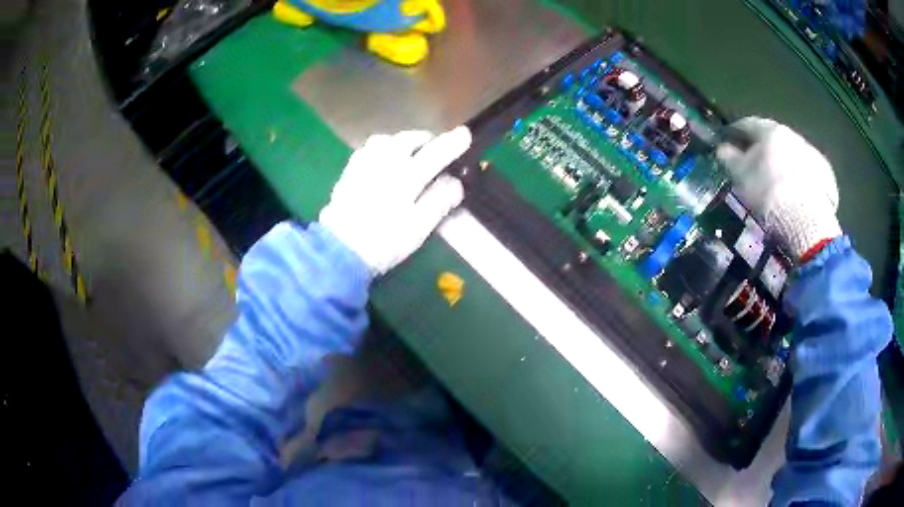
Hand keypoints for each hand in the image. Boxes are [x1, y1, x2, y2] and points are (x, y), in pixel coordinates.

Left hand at [319, 127, 471, 274]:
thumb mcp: (419, 227)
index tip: (465, 135)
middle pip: (410, 138)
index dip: (453, 143)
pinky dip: (383, 149)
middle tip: (436, 151)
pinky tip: (384, 161)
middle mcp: (386, 161)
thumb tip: (456, 182)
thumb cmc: (384, 241)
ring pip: (388, 139)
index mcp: (407, 175)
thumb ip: (440, 200)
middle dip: (427, 140)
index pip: (436, 152)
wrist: (339, 249)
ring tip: (410, 154)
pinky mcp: (350, 170)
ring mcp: (365, 163)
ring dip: (403, 142)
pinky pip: (370, 148)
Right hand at [717, 117, 841, 259]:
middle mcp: (792, 135)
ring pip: (793, 153)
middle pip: (774, 138)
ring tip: (780, 183)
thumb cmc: (769, 194)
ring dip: (785, 163)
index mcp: (770, 131)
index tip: (728, 142)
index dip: (735, 132)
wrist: (807, 222)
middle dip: (764, 149)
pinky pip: (809, 171)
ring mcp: (812, 153)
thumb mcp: (742, 178)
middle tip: (756, 166)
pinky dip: (802, 178)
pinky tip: (799, 195)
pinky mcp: (826, 174)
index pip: (747, 124)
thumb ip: (730, 159)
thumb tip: (723, 148)